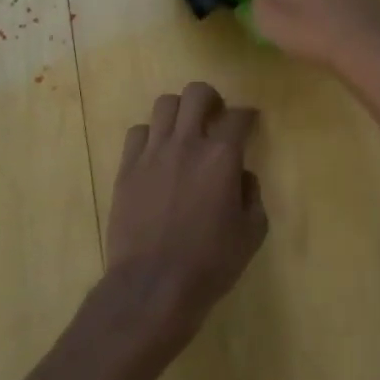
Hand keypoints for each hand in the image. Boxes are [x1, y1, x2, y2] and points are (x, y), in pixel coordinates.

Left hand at [104, 82, 266, 341]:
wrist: (153, 286)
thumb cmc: (210, 263)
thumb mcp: (251, 233)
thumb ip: (252, 194)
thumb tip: (242, 175)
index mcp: (222, 156)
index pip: (238, 116)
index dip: (248, 115)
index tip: (250, 121)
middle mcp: (187, 143)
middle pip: (196, 94)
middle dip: (211, 99)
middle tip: (215, 116)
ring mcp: (152, 153)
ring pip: (164, 104)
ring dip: (179, 112)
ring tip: (184, 130)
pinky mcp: (127, 168)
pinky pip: (138, 132)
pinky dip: (151, 135)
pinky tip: (157, 153)